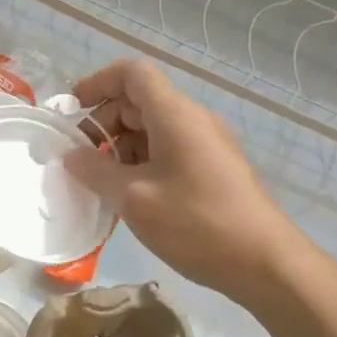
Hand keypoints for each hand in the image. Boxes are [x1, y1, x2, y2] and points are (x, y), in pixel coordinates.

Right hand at [63, 59, 295, 296]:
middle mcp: (193, 120)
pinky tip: (130, 196)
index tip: (72, 110)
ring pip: (153, 128)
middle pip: (140, 100)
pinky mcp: (213, 168)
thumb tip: (71, 156)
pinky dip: (141, 161)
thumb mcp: (134, 199)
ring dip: (120, 146)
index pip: (132, 73)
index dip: (97, 82)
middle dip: (104, 122)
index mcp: (174, 115)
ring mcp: (206, 144)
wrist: (266, 263)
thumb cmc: (197, 224)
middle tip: (81, 158)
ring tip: (101, 182)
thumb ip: (96, 171)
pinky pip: (168, 149)